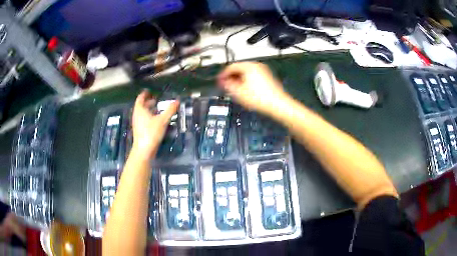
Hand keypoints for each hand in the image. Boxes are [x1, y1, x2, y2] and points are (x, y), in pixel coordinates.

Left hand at [131, 90, 178, 158]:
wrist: (144, 150)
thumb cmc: (151, 132)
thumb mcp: (163, 120)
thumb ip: (170, 110)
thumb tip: (177, 101)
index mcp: (140, 110)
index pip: (140, 98)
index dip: (144, 94)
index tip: (149, 91)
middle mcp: (137, 115)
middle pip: (141, 106)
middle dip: (148, 102)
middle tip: (156, 99)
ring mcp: (138, 123)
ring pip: (142, 113)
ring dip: (149, 109)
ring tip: (158, 108)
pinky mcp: (140, 130)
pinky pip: (144, 120)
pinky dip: (149, 116)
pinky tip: (157, 120)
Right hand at [217, 62, 290, 116]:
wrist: (278, 105)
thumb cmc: (259, 98)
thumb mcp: (239, 93)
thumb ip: (228, 85)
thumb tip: (222, 82)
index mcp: (249, 66)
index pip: (231, 67)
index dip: (223, 74)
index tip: (219, 81)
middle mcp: (256, 66)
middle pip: (239, 68)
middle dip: (231, 77)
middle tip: (225, 85)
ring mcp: (263, 71)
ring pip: (246, 72)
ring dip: (238, 79)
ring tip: (234, 88)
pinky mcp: (267, 77)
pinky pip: (253, 76)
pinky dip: (246, 81)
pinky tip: (244, 89)